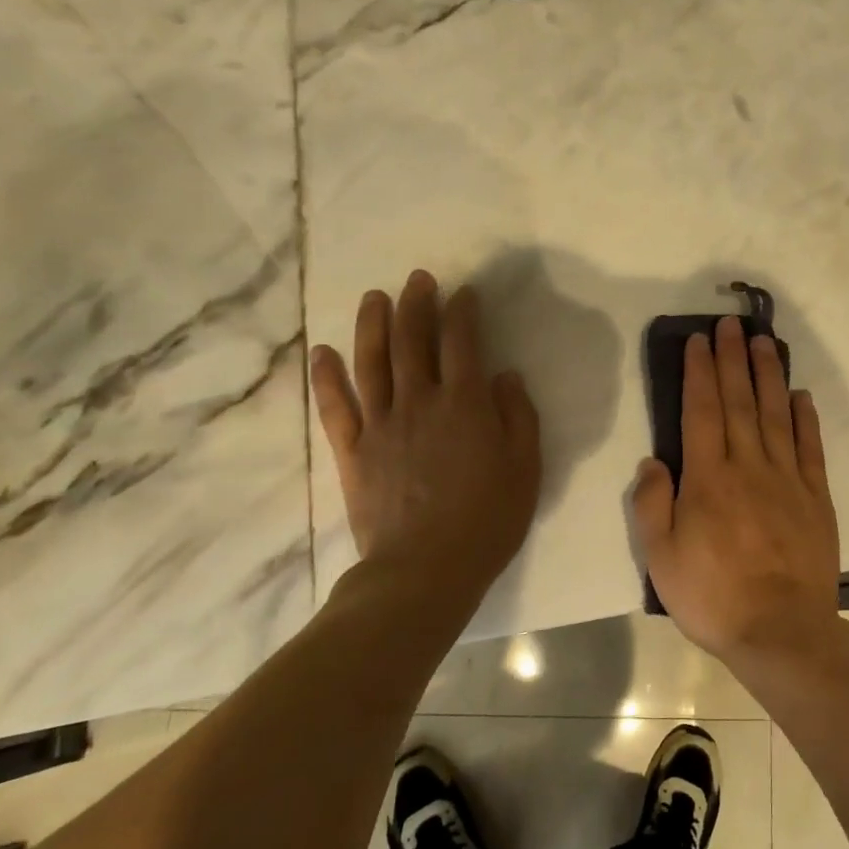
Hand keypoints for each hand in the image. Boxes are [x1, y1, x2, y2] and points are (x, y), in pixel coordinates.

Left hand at [310, 270, 540, 608]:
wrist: (425, 570)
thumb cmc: (487, 520)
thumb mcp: (526, 468)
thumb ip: (518, 416)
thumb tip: (504, 376)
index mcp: (465, 404)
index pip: (462, 342)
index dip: (463, 311)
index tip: (464, 293)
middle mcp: (420, 401)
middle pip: (413, 340)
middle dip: (417, 304)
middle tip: (419, 279)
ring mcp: (380, 424)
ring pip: (372, 362)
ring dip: (372, 324)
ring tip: (374, 297)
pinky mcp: (353, 450)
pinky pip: (335, 406)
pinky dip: (327, 377)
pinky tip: (322, 352)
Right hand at [632, 316, 841, 664]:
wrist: (781, 632)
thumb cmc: (713, 597)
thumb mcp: (661, 558)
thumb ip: (653, 504)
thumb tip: (653, 460)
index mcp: (709, 478)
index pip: (701, 411)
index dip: (699, 372)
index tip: (699, 341)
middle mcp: (749, 466)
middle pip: (739, 402)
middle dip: (732, 359)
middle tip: (730, 324)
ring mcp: (787, 479)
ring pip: (776, 415)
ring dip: (768, 375)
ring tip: (764, 342)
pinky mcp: (816, 497)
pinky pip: (811, 448)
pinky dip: (806, 418)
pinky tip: (801, 395)